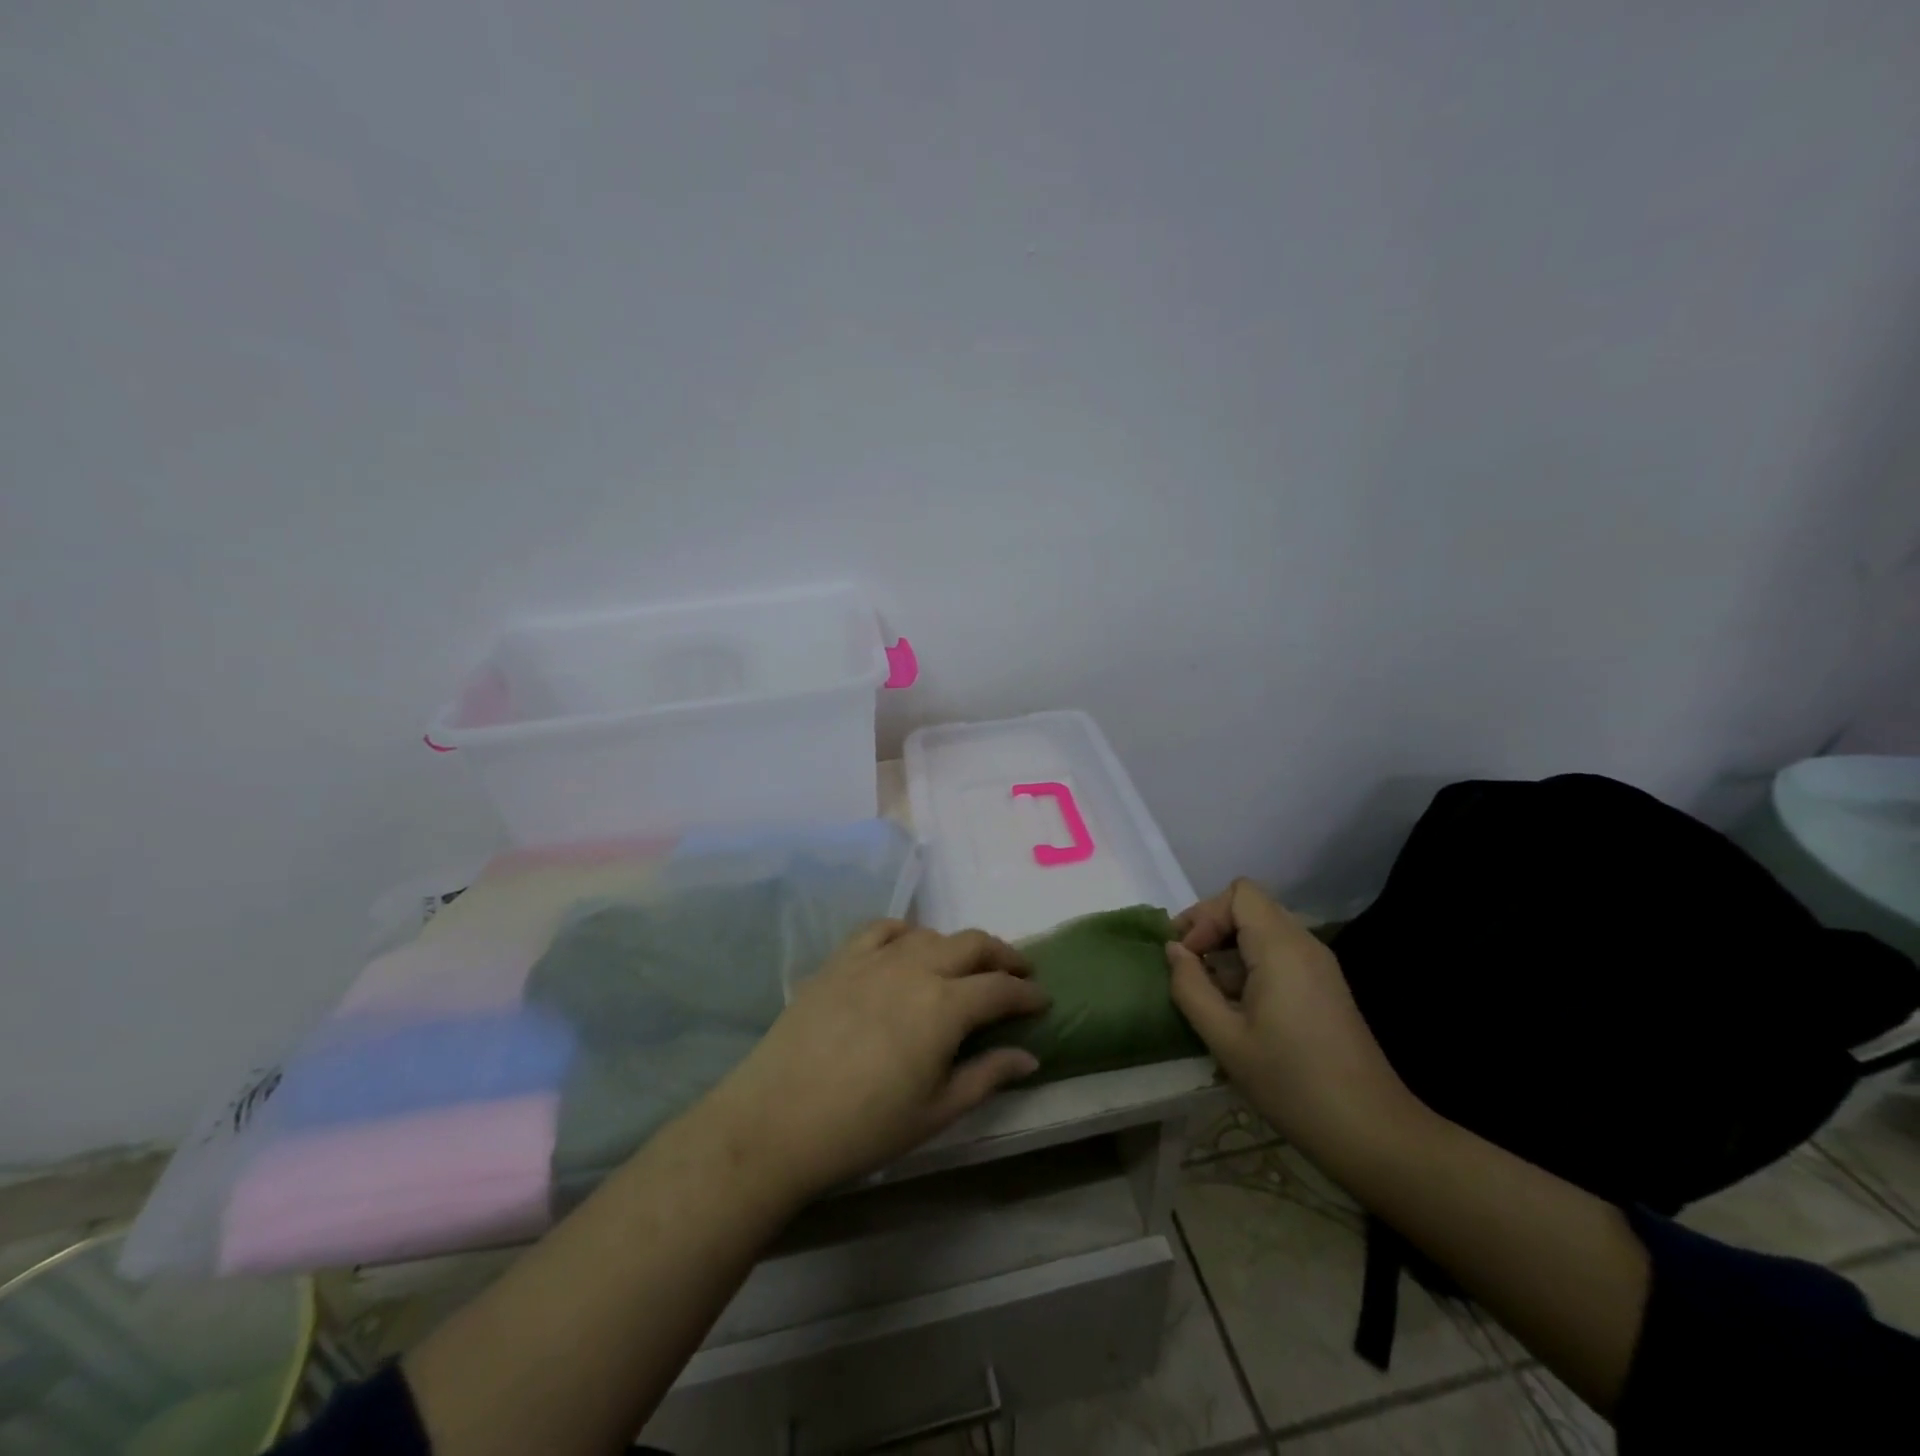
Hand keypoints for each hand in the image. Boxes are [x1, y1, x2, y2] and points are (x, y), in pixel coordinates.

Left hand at [701, 921, 1049, 1203]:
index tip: (1043, 1000)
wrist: (777, 1120)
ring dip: (959, 946)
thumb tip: (1029, 1056)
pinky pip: (883, 929)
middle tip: (1018, 973)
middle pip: (973, 945)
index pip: (1001, 988)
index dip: (1028, 993)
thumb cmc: (864, 1128)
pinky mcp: (841, 959)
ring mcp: (875, 958)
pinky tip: (909, 949)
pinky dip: (907, 933)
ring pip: (932, 934)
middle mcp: (916, 968)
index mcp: (946, 1006)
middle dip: (1004, 956)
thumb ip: (986, 1076)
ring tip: (965, 967)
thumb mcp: (936, 1112)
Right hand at [1167, 879, 1413, 1154]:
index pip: (1239, 894)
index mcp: (1281, 948)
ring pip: (1264, 930)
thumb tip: (1173, 951)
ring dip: (1230, 949)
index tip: (1188, 956)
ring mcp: (1320, 965)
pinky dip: (1252, 965)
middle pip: (1250, 906)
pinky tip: (1240, 1008)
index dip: (1205, 915)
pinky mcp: (1326, 986)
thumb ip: (1191, 987)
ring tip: (1210, 993)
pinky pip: (1280, 953)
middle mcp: (1304, 944)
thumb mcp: (1226, 1040)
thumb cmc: (1292, 1084)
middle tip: (1187, 968)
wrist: (1371, 1132)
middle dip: (1212, 928)